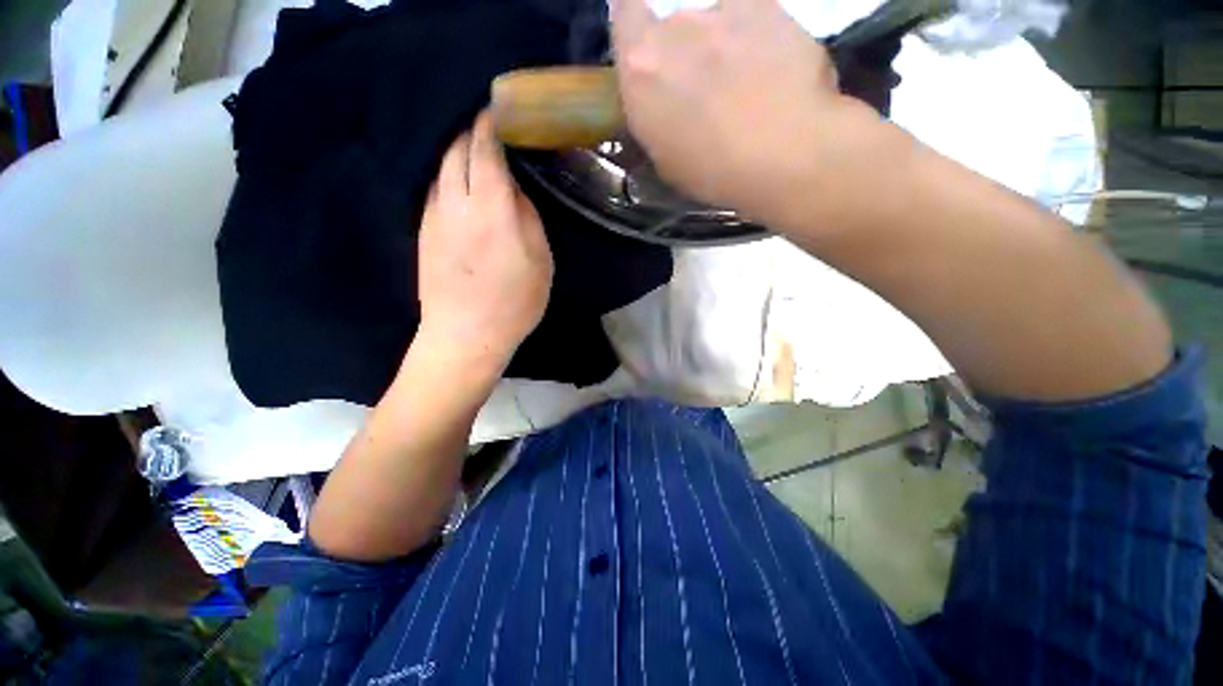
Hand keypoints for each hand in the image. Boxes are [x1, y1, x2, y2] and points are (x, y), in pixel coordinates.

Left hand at [416, 112, 552, 370]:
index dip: (490, 124)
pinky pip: (434, 189)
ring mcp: (433, 216)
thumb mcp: (540, 262)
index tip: (499, 111)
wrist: (465, 335)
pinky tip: (461, 186)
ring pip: (440, 168)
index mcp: (491, 208)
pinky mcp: (423, 231)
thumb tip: (514, 189)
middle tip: (490, 129)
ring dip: (456, 153)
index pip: (484, 148)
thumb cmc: (514, 302)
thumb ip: (528, 218)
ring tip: (475, 154)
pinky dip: (447, 176)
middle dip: (470, 132)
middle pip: (455, 149)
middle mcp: (456, 202)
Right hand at [611, 0, 871, 220]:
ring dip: (722, 50)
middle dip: (684, 55)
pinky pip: (755, 22)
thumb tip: (664, 107)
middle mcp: (677, 27)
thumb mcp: (665, 160)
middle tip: (705, 93)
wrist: (785, 154)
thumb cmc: (713, 172)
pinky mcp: (771, 8)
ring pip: (716, 26)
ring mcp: (726, 11)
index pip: (624, 15)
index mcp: (641, 66)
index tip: (646, 49)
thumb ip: (656, 119)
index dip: (634, 28)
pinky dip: (758, 44)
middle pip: (674, 29)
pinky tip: (773, 76)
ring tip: (746, 89)